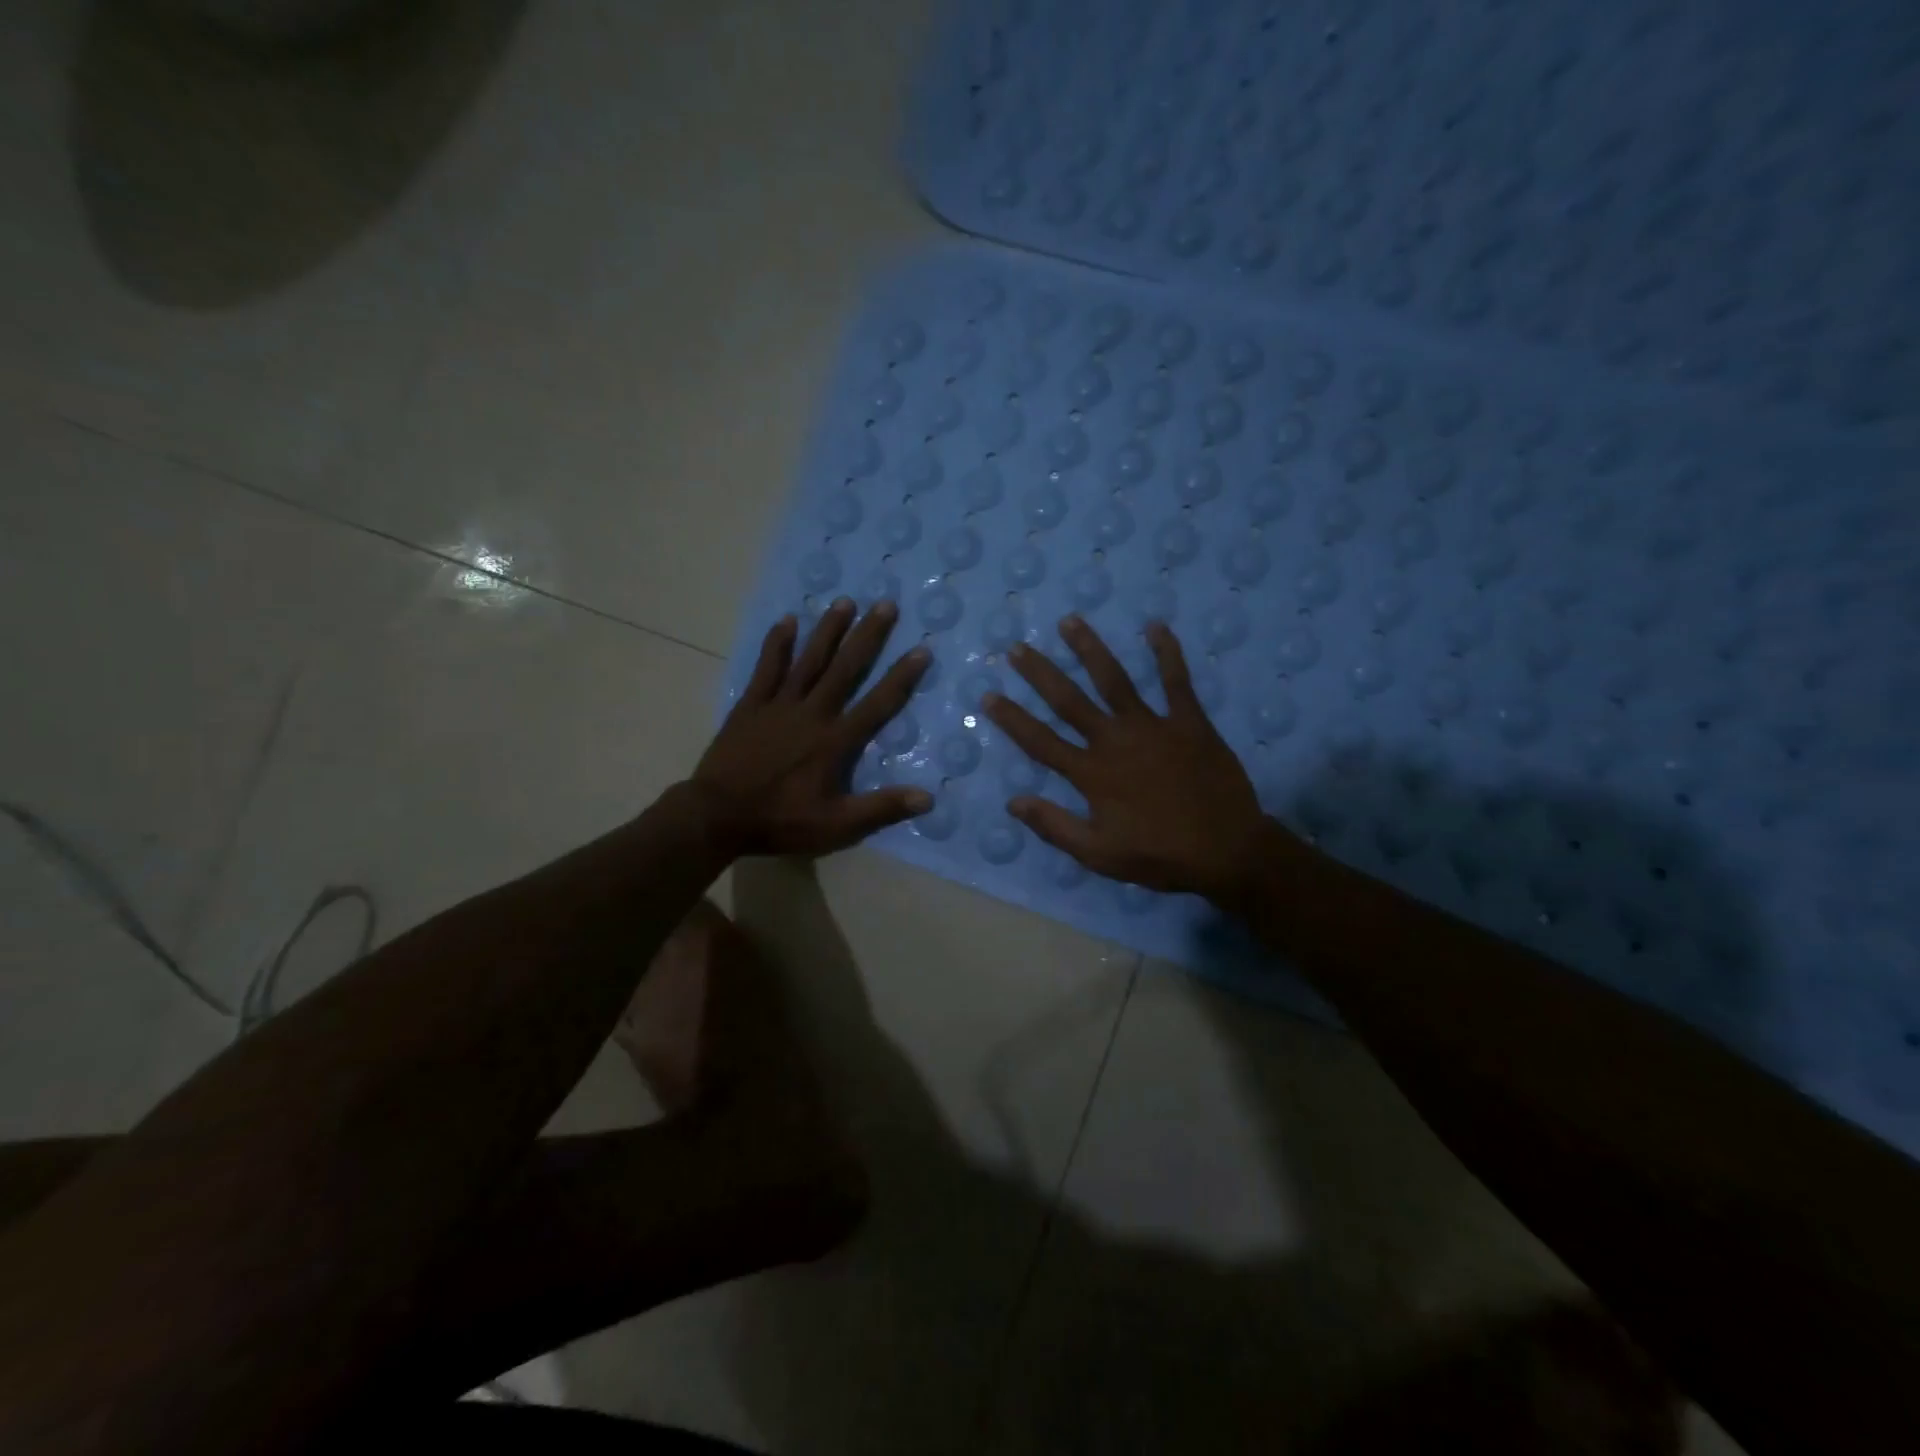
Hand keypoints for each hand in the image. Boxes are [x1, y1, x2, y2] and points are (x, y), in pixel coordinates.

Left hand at [694, 598, 930, 855]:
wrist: (717, 816)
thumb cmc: (780, 821)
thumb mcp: (836, 825)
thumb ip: (881, 808)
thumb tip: (927, 798)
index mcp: (834, 741)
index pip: (877, 704)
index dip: (901, 678)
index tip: (921, 650)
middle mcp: (811, 713)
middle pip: (845, 669)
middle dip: (868, 636)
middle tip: (886, 604)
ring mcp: (778, 705)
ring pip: (809, 660)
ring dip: (828, 630)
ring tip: (845, 601)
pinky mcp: (751, 706)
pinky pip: (767, 668)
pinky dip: (777, 644)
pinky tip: (787, 620)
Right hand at [983, 617, 1270, 901]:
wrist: (1226, 850)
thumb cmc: (1159, 855)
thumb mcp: (1098, 854)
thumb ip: (1054, 826)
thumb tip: (1013, 801)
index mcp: (1091, 773)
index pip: (1041, 741)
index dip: (1012, 719)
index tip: (989, 696)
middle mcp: (1114, 740)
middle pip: (1069, 700)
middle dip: (1040, 673)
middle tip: (1017, 648)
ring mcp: (1152, 726)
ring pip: (1114, 679)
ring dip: (1090, 649)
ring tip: (1070, 621)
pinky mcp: (1189, 722)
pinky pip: (1176, 681)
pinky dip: (1167, 653)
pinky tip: (1156, 626)